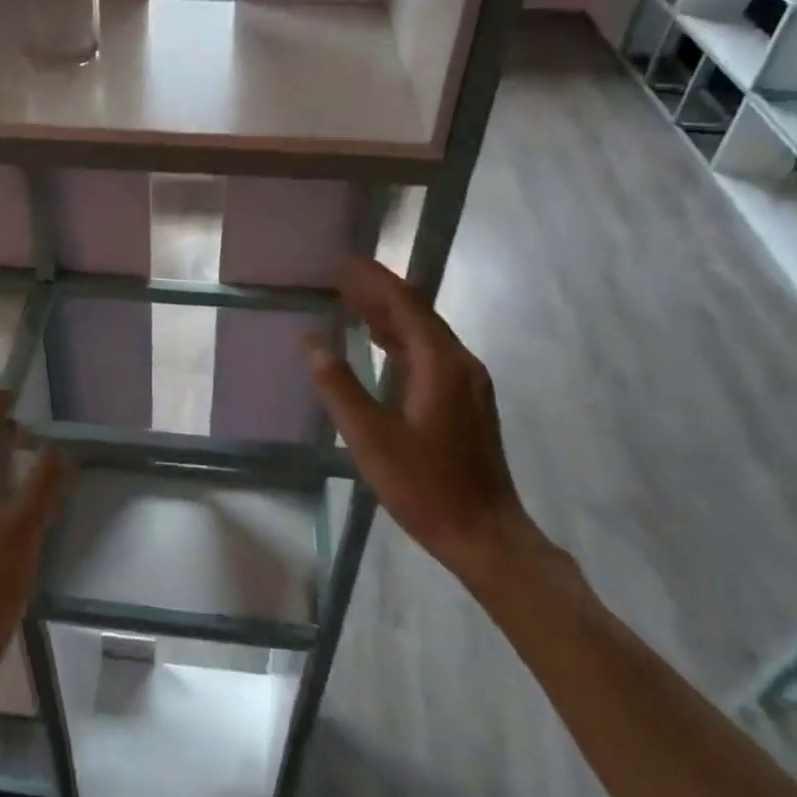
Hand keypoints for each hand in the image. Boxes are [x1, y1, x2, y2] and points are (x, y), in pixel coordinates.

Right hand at [303, 257, 537, 582]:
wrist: (484, 534)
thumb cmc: (425, 486)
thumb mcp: (371, 438)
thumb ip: (339, 386)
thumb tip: (312, 341)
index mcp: (440, 364)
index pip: (405, 305)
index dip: (374, 281)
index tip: (345, 262)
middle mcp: (459, 363)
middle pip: (417, 314)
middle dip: (380, 293)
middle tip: (341, 277)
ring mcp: (467, 383)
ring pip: (425, 335)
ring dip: (390, 316)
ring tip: (352, 303)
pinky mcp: (465, 401)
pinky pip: (430, 356)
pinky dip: (401, 342)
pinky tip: (380, 346)